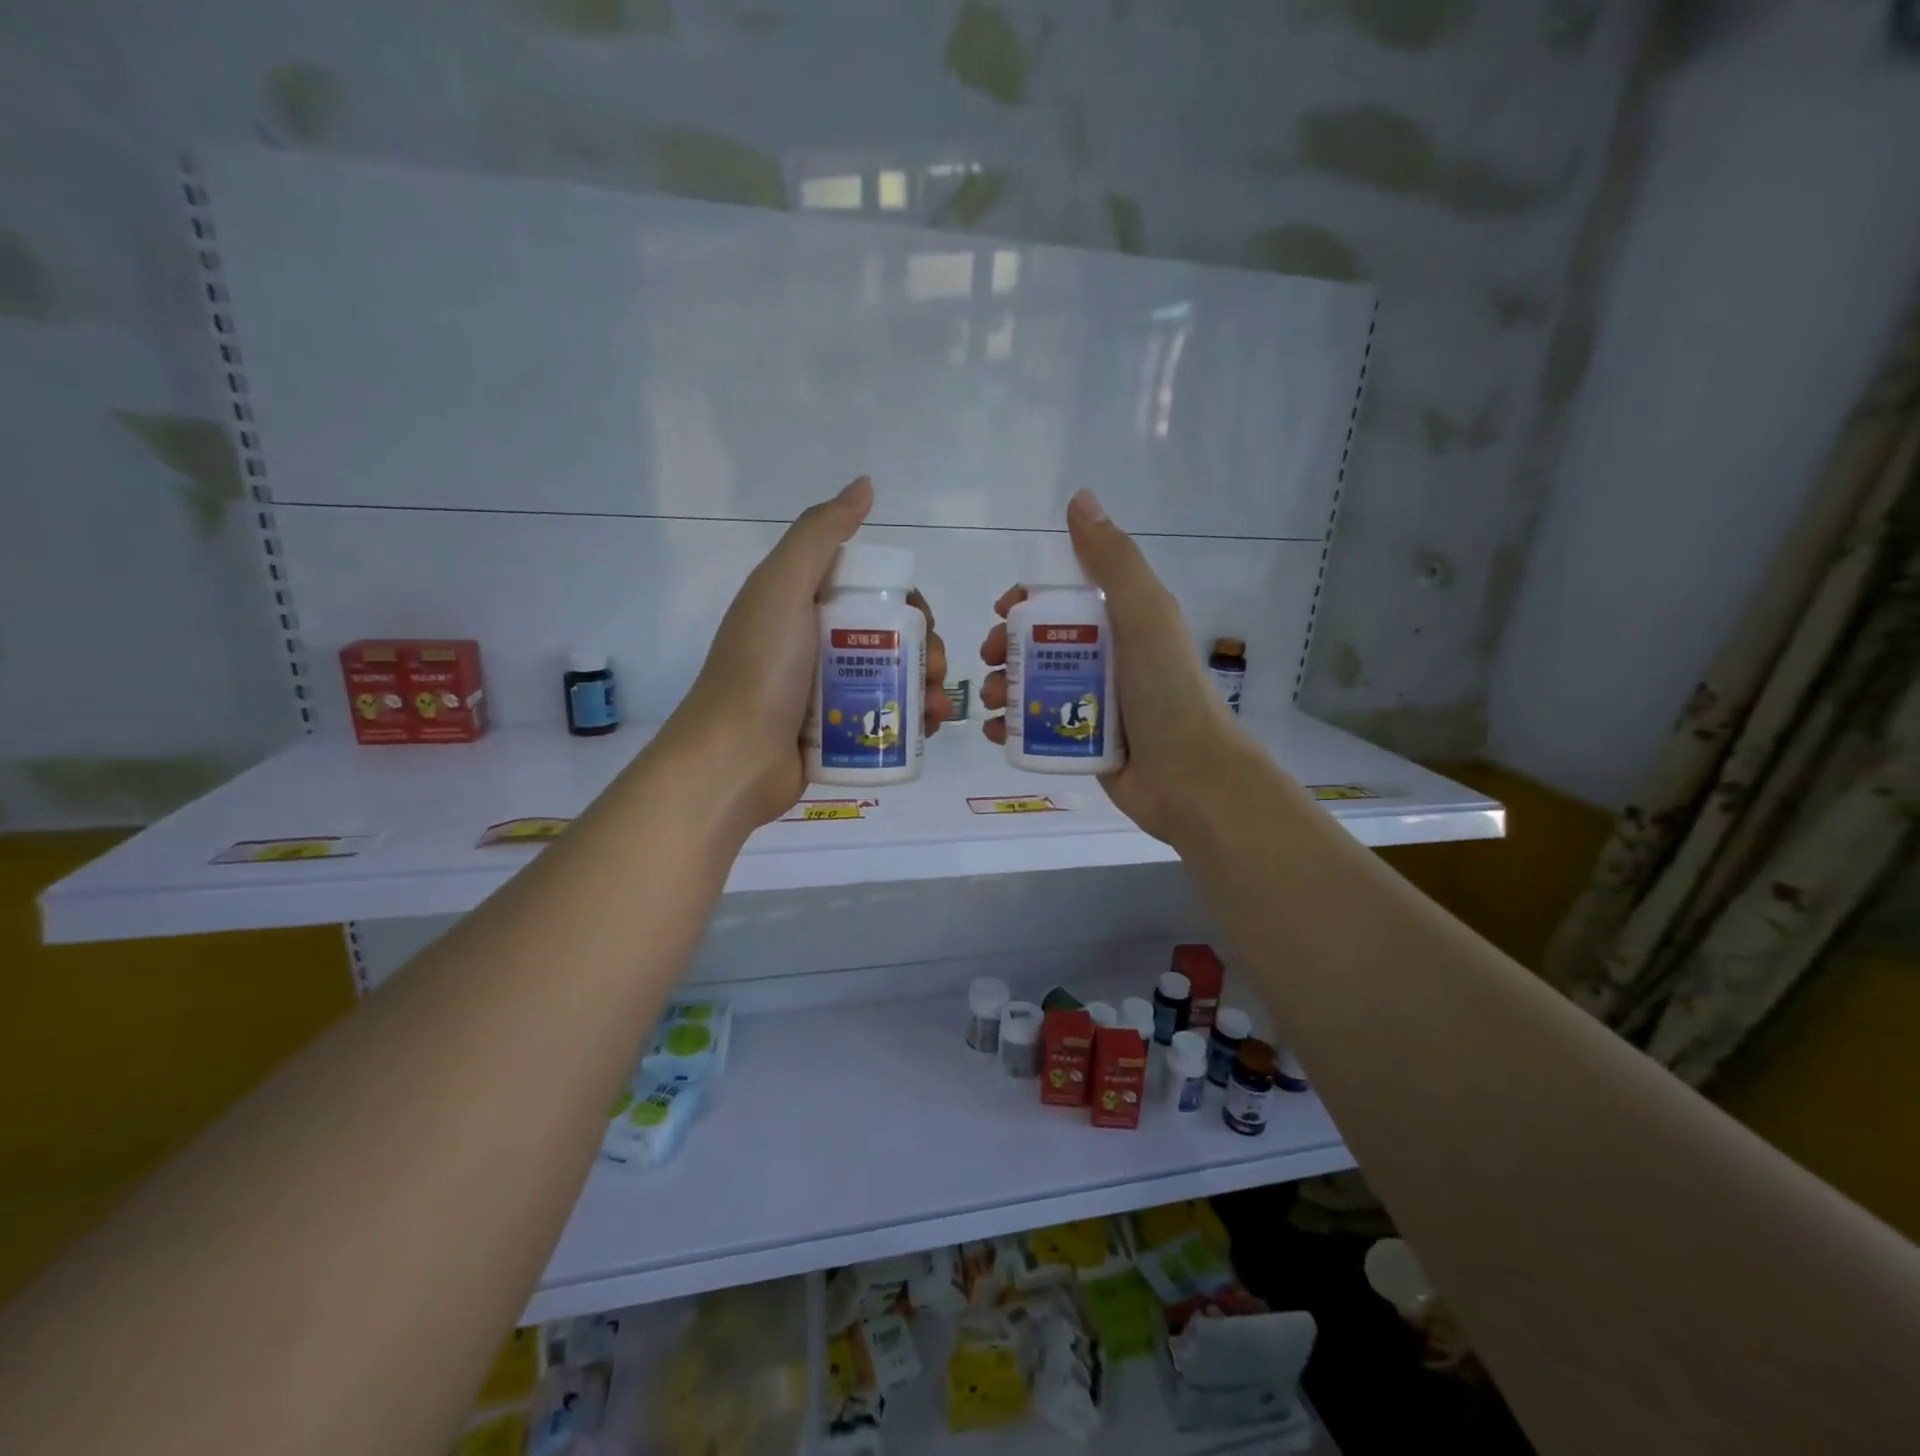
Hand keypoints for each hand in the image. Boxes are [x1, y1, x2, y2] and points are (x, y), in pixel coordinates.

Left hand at [661, 476, 951, 828]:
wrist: (733, 759)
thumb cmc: (761, 669)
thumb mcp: (783, 587)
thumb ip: (820, 535)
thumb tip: (864, 485)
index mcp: (803, 607)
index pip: (871, 592)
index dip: (906, 601)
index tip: (924, 618)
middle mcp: (816, 646)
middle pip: (890, 638)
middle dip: (925, 649)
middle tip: (935, 669)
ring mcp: (826, 694)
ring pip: (893, 681)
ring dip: (926, 687)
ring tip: (937, 707)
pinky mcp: (836, 735)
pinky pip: (885, 720)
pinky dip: (913, 721)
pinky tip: (930, 728)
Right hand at [980, 489, 1237, 843]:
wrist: (1189, 776)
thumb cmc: (1165, 690)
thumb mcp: (1144, 615)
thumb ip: (1113, 561)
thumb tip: (1080, 498)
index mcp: (1121, 624)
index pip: (1062, 600)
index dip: (1026, 602)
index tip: (1003, 613)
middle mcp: (1105, 660)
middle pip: (1038, 644)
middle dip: (1004, 649)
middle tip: (988, 662)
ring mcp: (1092, 704)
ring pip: (1032, 686)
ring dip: (1002, 689)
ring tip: (992, 703)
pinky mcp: (1082, 744)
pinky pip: (1036, 729)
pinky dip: (1011, 729)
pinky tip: (995, 734)